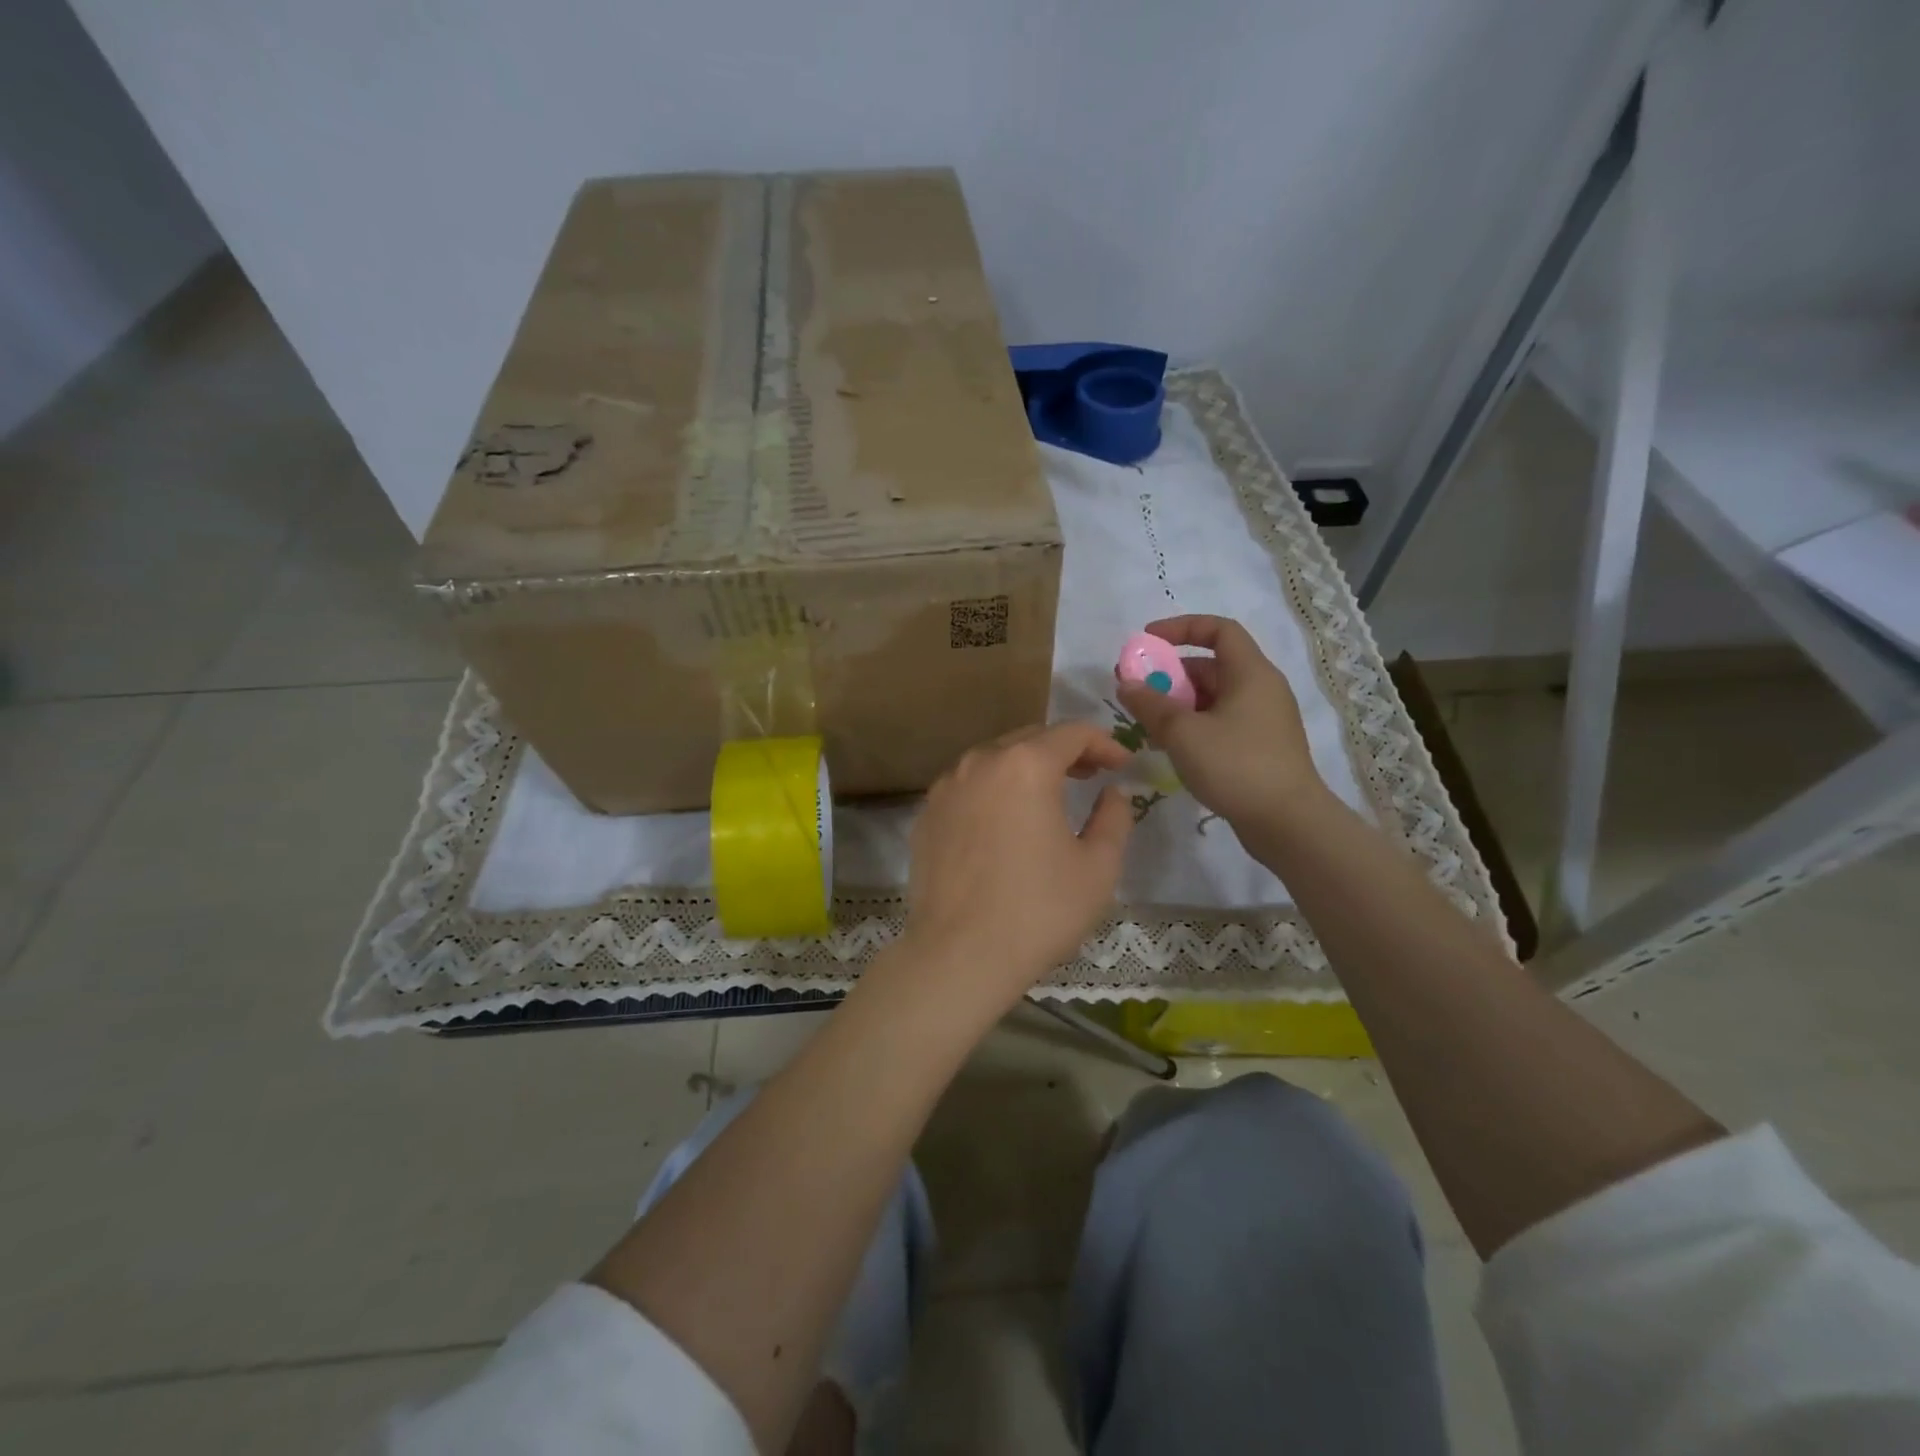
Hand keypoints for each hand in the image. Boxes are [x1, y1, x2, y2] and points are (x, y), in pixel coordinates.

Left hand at [898, 723, 1134, 1015]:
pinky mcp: (926, 816)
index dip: (1104, 742)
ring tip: (1049, 796)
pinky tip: (1004, 823)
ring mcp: (945, 788)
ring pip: (994, 760)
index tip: (1123, 763)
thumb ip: (1114, 817)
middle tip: (1091, 774)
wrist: (958, 955)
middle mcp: (980, 763)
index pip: (1072, 733)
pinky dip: (993, 792)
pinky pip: (967, 788)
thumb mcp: (1098, 867)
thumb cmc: (1038, 910)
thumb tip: (1113, 792)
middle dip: (1065, 751)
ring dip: (1026, 768)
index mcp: (1025, 765)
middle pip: (1030, 739)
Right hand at [1115, 615, 1323, 826]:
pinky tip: (1171, 748)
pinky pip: (1221, 723)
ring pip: (1213, 698)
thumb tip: (1126, 683)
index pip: (1218, 630)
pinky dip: (1193, 725)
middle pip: (1211, 666)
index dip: (1181, 627)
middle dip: (1170, 674)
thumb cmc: (1236, 766)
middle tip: (1135, 690)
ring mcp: (1263, 720)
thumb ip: (1150, 704)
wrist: (1288, 823)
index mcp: (1251, 673)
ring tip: (1147, 724)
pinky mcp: (1260, 747)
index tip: (1147, 640)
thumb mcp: (1183, 733)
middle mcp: (1261, 689)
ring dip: (1178, 704)